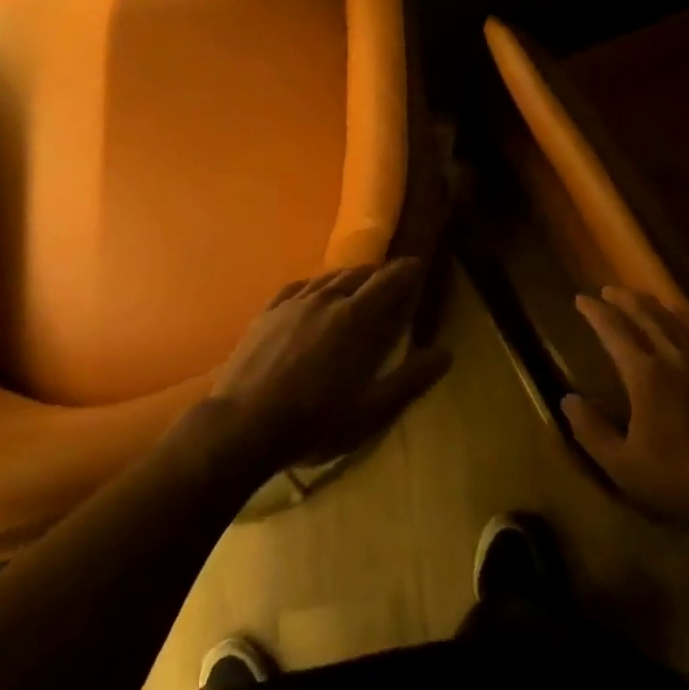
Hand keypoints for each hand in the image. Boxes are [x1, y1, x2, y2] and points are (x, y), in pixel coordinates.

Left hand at [210, 259, 449, 474]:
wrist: (242, 426)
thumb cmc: (314, 422)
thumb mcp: (371, 411)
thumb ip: (410, 380)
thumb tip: (446, 353)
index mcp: (355, 318)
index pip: (387, 281)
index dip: (405, 270)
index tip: (417, 263)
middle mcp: (326, 299)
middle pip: (358, 273)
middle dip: (378, 273)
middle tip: (389, 281)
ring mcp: (292, 304)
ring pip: (327, 277)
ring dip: (348, 277)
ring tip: (356, 284)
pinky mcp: (267, 313)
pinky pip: (297, 287)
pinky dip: (315, 285)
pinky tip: (314, 292)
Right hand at [562, 287, 688, 528]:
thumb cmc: (676, 480)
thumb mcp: (621, 465)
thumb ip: (590, 430)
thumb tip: (567, 399)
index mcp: (644, 375)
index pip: (614, 331)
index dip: (595, 313)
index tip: (580, 299)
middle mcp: (673, 358)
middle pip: (645, 315)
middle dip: (623, 299)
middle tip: (606, 290)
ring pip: (674, 320)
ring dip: (652, 304)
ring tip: (639, 297)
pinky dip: (685, 319)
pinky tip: (682, 319)